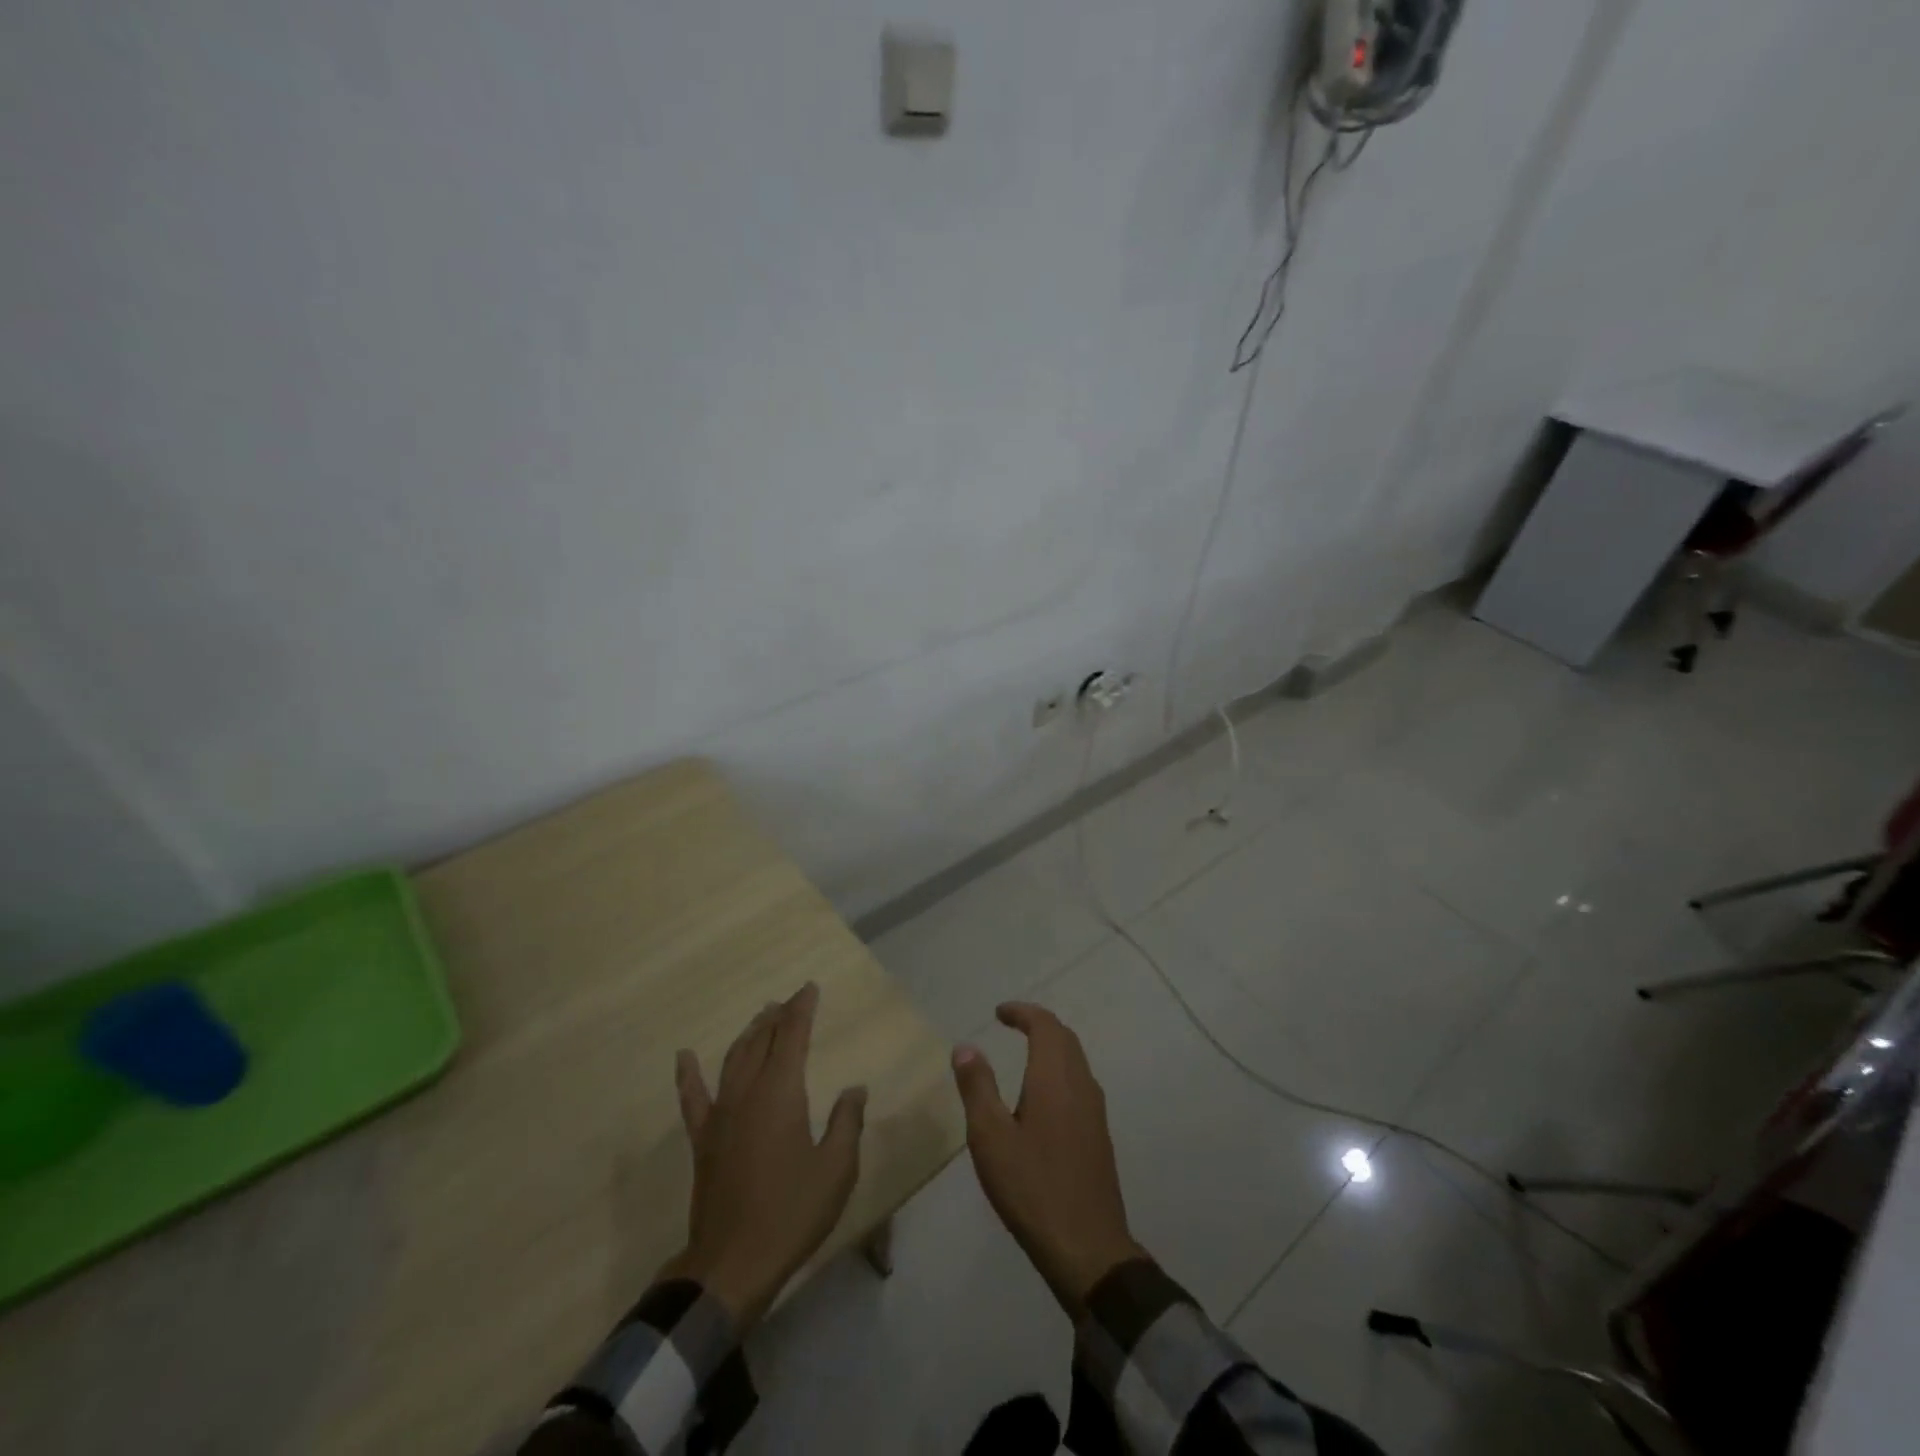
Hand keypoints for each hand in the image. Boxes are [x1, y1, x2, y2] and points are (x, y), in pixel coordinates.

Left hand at [660, 983, 867, 1331]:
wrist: (732, 1265)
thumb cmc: (792, 1213)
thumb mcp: (836, 1170)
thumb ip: (847, 1123)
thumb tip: (854, 1089)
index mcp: (782, 1093)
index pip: (792, 1037)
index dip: (801, 1009)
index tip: (809, 988)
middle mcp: (748, 1093)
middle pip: (761, 1042)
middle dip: (777, 1017)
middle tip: (788, 1000)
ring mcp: (720, 1116)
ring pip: (733, 1060)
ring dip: (748, 1035)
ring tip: (760, 1017)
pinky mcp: (702, 1140)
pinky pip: (692, 1098)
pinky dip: (688, 1075)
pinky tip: (684, 1056)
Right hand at [953, 1003, 1146, 1319]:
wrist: (1088, 1248)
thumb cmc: (1032, 1188)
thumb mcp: (990, 1138)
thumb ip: (978, 1088)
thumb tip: (966, 1047)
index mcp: (1055, 1078)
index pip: (1045, 1025)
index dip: (1023, 1012)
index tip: (999, 1012)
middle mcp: (1081, 1085)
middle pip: (1064, 1038)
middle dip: (1038, 1024)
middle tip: (1011, 1024)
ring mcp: (1095, 1111)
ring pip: (1076, 1060)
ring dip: (1052, 1046)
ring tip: (1025, 1052)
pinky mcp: (1099, 1135)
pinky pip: (1080, 1082)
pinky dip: (1061, 1069)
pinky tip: (1043, 1095)